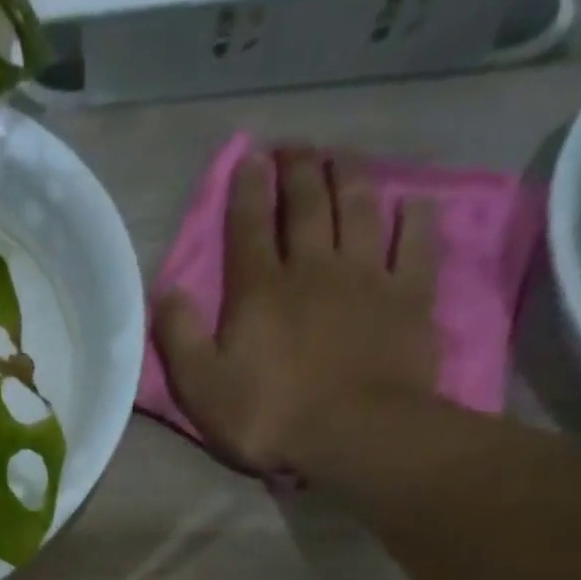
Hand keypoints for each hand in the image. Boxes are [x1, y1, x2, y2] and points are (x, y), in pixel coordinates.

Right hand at [154, 148, 442, 482]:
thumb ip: (180, 337)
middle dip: (298, 170)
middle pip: (306, 205)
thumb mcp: (201, 388)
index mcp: (259, 290)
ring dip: (349, 177)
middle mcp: (313, 268)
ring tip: (342, 156)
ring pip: (358, 209)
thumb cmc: (267, 416)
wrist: (352, 433)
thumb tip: (166, 290)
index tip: (249, 158)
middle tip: (294, 146)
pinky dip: (414, 218)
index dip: (246, 190)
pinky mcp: (409, 295)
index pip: (248, 227)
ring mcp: (365, 277)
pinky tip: (413, 202)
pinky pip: (415, 243)